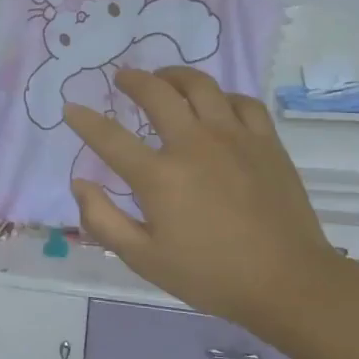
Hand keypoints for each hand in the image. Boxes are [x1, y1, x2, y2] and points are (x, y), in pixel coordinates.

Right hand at [64, 67, 341, 340]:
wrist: (287, 281)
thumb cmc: (209, 275)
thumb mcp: (143, 259)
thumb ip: (103, 220)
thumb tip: (80, 184)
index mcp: (159, 176)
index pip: (110, 138)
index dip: (85, 120)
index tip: (71, 108)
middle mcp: (193, 145)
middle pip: (157, 94)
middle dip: (133, 80)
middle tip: (122, 77)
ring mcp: (234, 138)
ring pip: (201, 86)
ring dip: (175, 76)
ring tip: (164, 78)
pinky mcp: (266, 142)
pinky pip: (242, 101)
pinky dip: (222, 96)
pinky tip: (216, 104)